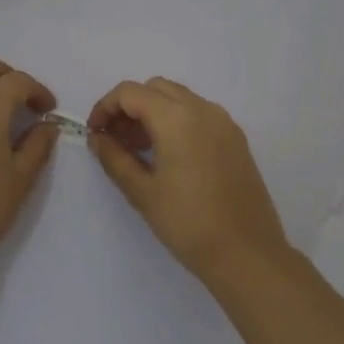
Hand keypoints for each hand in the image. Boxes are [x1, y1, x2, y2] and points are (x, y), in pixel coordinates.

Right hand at [87, 77, 290, 281]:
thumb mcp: (142, 192)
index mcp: (176, 118)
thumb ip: (114, 157)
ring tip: (138, 150)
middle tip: (115, 139)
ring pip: (179, 98)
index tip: (95, 133)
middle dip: (129, 107)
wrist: (248, 256)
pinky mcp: (236, 139)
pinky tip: (168, 156)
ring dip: (153, 112)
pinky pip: (199, 114)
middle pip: (155, 88)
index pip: (130, 93)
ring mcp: (224, 123)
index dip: (105, 107)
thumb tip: (97, 138)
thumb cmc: (189, 224)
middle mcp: (202, 109)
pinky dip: (176, 121)